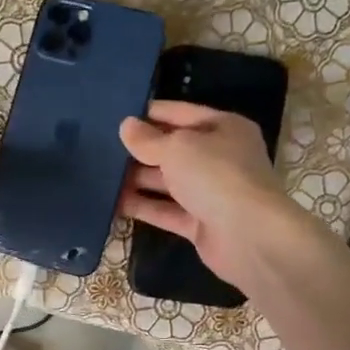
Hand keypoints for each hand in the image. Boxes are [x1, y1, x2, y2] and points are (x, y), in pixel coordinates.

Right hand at [118, 100, 315, 294]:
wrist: (250, 236)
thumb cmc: (216, 176)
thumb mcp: (177, 148)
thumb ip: (148, 139)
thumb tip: (126, 126)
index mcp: (224, 128)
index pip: (182, 113)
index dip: (151, 113)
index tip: (117, 115)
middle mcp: (219, 158)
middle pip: (174, 149)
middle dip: (141, 149)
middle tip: (101, 147)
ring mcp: (210, 193)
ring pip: (168, 181)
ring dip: (137, 179)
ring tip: (100, 175)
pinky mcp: (200, 224)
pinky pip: (166, 210)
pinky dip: (143, 207)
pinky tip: (113, 203)